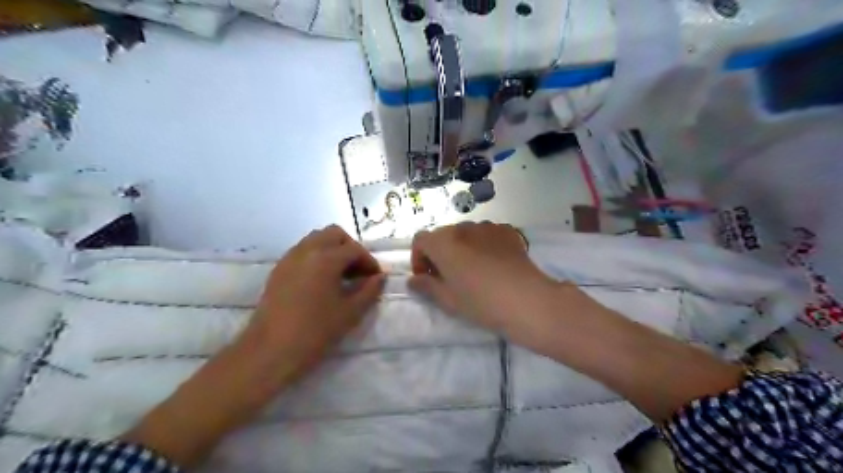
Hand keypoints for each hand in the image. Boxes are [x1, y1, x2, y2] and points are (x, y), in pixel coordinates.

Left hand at [245, 226, 383, 386]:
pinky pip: (302, 251)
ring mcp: (289, 258)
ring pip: (316, 239)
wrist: (271, 351)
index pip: (354, 249)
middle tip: (358, 270)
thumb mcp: (350, 312)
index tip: (376, 278)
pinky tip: (321, 281)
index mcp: (326, 258)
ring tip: (341, 275)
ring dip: (333, 250)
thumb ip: (369, 290)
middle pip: (334, 234)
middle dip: (350, 248)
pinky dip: (317, 256)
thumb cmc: (315, 331)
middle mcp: (306, 250)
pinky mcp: (279, 269)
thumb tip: (380, 277)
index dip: (369, 261)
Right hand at [409, 222, 557, 335]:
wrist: (526, 300)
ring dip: (461, 248)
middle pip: (443, 235)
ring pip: (465, 234)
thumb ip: (426, 286)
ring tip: (473, 271)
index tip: (427, 277)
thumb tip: (413, 280)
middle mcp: (463, 227)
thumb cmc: (480, 302)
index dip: (418, 258)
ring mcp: (487, 227)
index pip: (420, 240)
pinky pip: (486, 235)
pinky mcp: (507, 231)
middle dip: (440, 253)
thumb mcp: (448, 300)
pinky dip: (483, 245)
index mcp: (443, 242)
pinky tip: (493, 264)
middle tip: (448, 277)